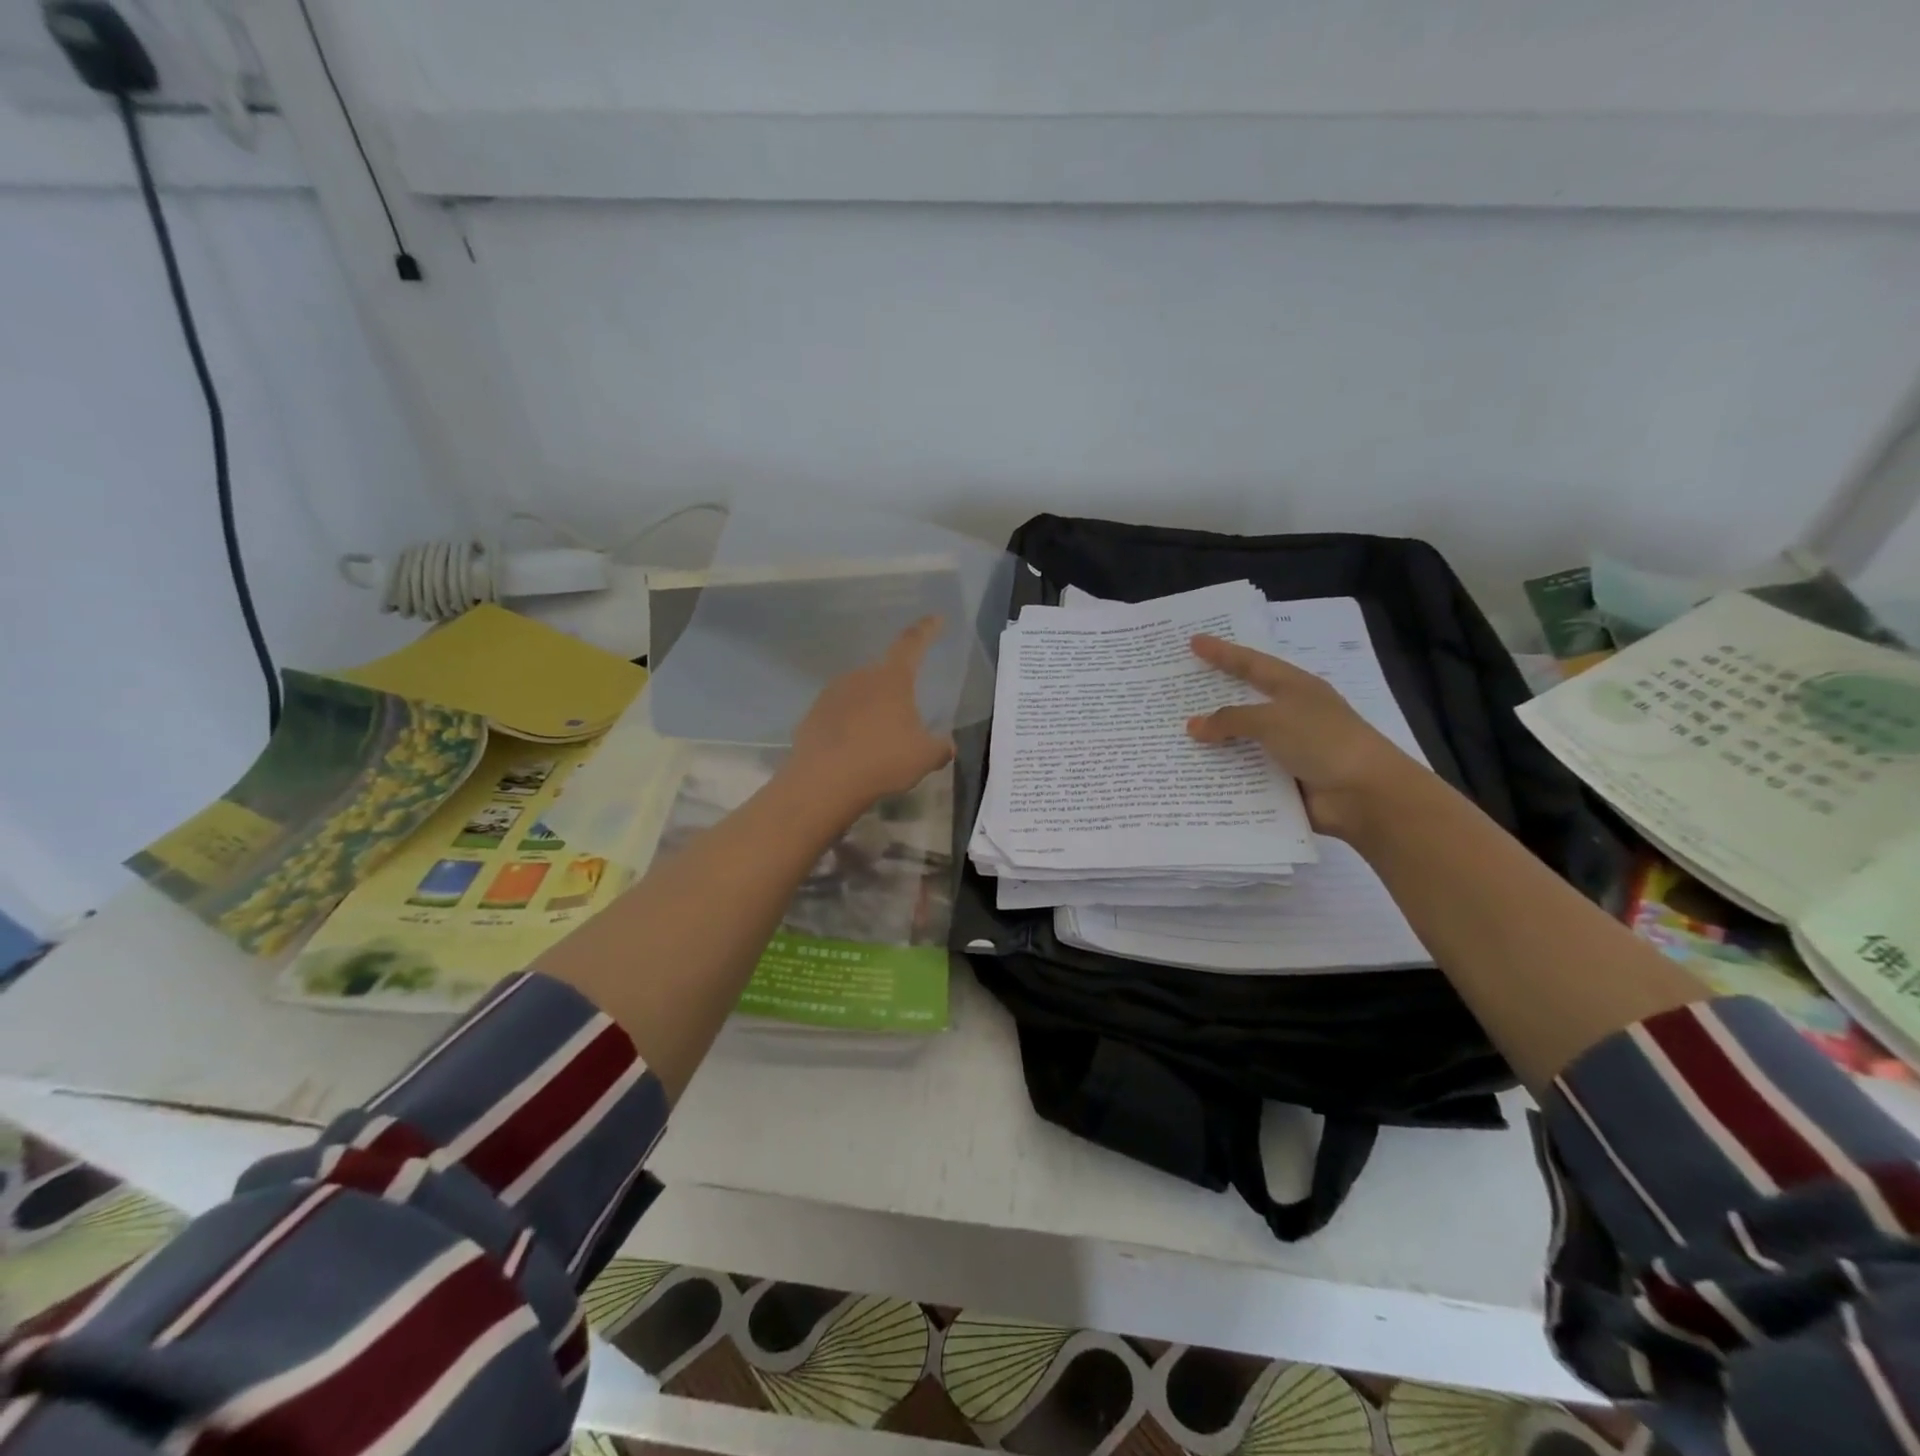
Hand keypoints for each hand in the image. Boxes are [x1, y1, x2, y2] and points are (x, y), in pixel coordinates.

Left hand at [788, 617, 956, 812]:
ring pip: (859, 696)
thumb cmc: (883, 760)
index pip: (912, 643)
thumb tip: (947, 746)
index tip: (936, 618)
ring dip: (870, 711)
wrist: (823, 782)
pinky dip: (848, 729)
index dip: (927, 630)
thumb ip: (940, 748)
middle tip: (905, 719)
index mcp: (892, 679)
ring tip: (878, 742)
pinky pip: (838, 716)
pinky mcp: (811, 716)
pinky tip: (852, 753)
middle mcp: (860, 677)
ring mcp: (831, 695)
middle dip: (896, 692)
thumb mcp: (925, 758)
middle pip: (884, 676)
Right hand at [1185, 635, 1424, 839]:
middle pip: (1243, 701)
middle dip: (1212, 697)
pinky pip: (1245, 772)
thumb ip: (1230, 720)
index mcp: (1294, 688)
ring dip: (1213, 741)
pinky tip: (1193, 774)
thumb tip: (1193, 726)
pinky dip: (1223, 773)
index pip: (1250, 664)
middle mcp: (1290, 714)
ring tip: (1173, 736)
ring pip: (1241, 740)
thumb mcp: (1273, 720)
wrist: (1364, 794)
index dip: (1222, 652)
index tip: (1194, 642)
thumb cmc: (1322, 741)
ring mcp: (1287, 749)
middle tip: (1177, 688)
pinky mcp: (1283, 779)